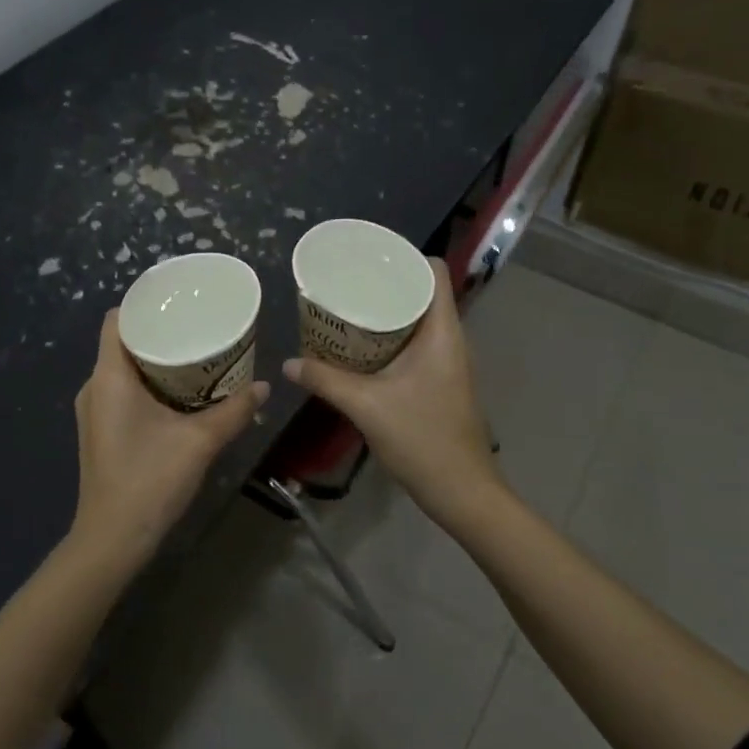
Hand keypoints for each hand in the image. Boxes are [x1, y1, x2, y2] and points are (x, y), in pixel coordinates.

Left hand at [71, 310, 268, 556]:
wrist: (113, 539)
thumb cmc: (149, 480)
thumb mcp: (200, 442)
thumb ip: (234, 411)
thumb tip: (264, 386)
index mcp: (109, 377)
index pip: (116, 320)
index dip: (144, 305)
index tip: (179, 302)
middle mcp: (95, 387)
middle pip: (123, 342)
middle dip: (160, 333)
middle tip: (198, 327)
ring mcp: (95, 412)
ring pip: (124, 369)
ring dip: (156, 361)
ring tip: (195, 355)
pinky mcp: (101, 431)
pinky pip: (123, 392)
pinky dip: (149, 384)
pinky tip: (181, 394)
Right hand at [282, 259, 503, 530]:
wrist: (461, 490)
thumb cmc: (422, 439)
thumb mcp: (366, 406)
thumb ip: (325, 381)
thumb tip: (288, 364)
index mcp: (442, 332)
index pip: (434, 272)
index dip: (405, 258)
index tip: (368, 258)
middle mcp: (450, 339)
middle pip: (422, 293)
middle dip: (386, 284)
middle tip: (346, 282)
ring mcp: (447, 362)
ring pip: (418, 320)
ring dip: (387, 313)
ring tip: (348, 309)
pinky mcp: (440, 381)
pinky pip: (415, 344)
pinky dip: (390, 338)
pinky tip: (361, 348)